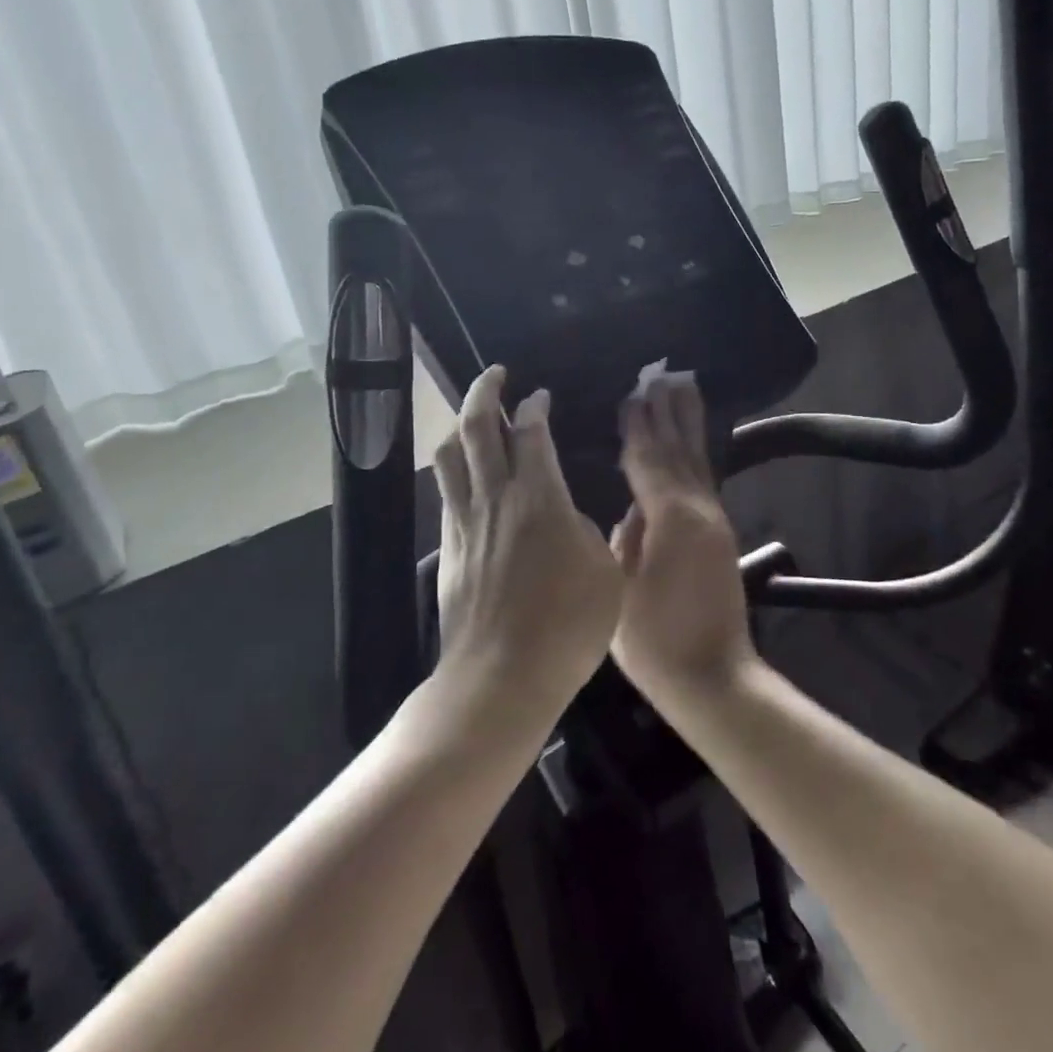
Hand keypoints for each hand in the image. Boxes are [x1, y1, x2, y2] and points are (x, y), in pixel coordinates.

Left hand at [431, 366, 623, 719]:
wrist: (502, 676)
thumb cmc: (566, 625)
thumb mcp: (606, 574)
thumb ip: (589, 534)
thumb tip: (569, 520)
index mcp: (540, 497)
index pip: (532, 433)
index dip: (535, 406)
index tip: (540, 395)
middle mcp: (496, 497)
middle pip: (479, 427)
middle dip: (485, 391)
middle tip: (495, 375)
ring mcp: (466, 522)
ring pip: (450, 455)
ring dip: (461, 424)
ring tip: (473, 416)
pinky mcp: (448, 548)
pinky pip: (446, 492)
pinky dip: (454, 468)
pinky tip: (465, 475)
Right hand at [610, 375, 756, 702]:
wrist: (713, 678)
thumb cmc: (656, 642)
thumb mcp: (621, 591)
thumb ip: (624, 542)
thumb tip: (630, 513)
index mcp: (671, 518)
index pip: (648, 460)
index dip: (637, 426)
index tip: (631, 393)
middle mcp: (698, 509)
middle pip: (679, 449)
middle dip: (668, 411)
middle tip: (662, 374)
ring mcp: (714, 521)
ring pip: (697, 460)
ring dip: (688, 423)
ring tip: (683, 388)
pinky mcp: (720, 535)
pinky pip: (704, 479)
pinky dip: (695, 454)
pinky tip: (691, 444)